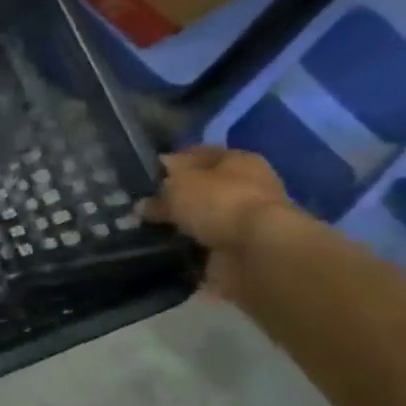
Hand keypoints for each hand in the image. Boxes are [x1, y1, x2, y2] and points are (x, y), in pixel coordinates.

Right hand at [140, 145, 291, 294]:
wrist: (260, 252)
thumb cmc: (220, 202)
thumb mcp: (178, 185)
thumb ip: (161, 189)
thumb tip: (145, 199)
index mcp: (239, 160)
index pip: (201, 153)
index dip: (174, 161)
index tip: (150, 174)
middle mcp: (250, 186)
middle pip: (207, 187)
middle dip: (181, 195)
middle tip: (148, 204)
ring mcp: (251, 219)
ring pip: (209, 216)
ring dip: (187, 223)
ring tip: (154, 229)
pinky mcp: (247, 248)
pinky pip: (211, 244)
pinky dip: (194, 247)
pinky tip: (170, 248)